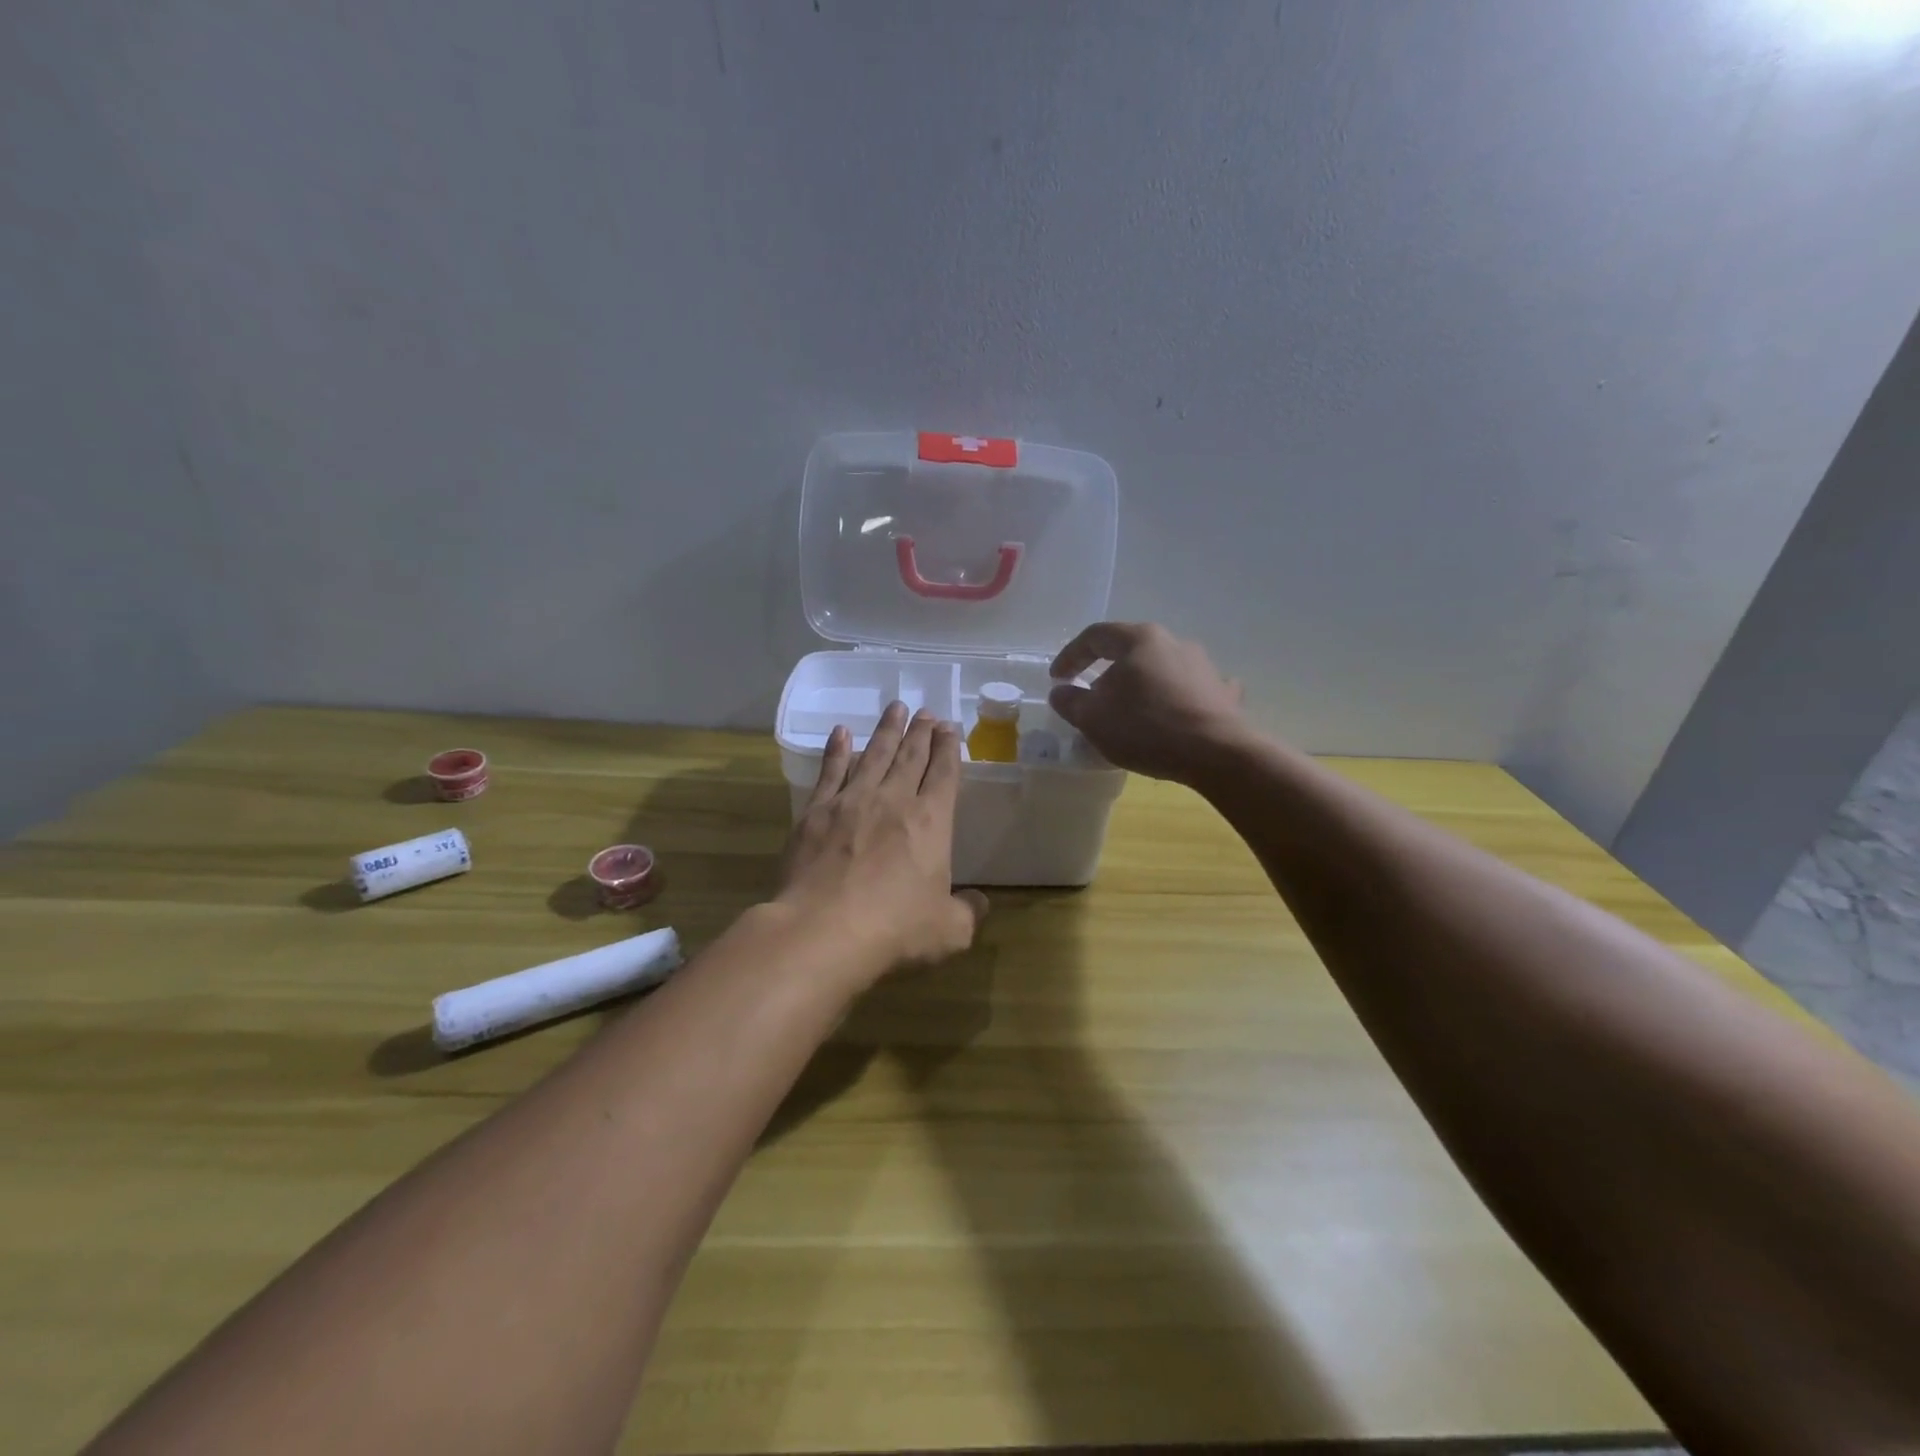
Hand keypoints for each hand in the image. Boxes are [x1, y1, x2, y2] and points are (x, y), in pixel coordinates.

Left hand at [775, 702, 988, 985]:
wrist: (823, 931)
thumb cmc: (895, 930)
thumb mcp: (949, 931)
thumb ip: (968, 912)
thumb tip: (980, 902)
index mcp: (931, 822)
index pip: (945, 774)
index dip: (949, 749)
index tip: (950, 728)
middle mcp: (894, 801)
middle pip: (911, 756)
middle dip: (921, 732)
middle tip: (926, 712)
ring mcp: (852, 802)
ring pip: (874, 755)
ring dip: (887, 730)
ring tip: (895, 708)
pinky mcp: (816, 812)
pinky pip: (830, 771)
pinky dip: (837, 750)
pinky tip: (842, 733)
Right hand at [1048, 622, 1246, 783]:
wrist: (1216, 753)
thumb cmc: (1145, 727)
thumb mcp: (1093, 718)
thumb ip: (1070, 701)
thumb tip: (1062, 691)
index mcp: (1138, 639)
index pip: (1095, 636)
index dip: (1070, 656)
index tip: (1057, 678)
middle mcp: (1173, 642)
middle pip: (1130, 650)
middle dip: (1106, 672)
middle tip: (1092, 696)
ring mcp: (1203, 665)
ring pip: (1161, 668)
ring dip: (1141, 685)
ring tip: (1130, 711)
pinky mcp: (1222, 691)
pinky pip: (1191, 689)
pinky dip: (1176, 698)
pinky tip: (1174, 714)